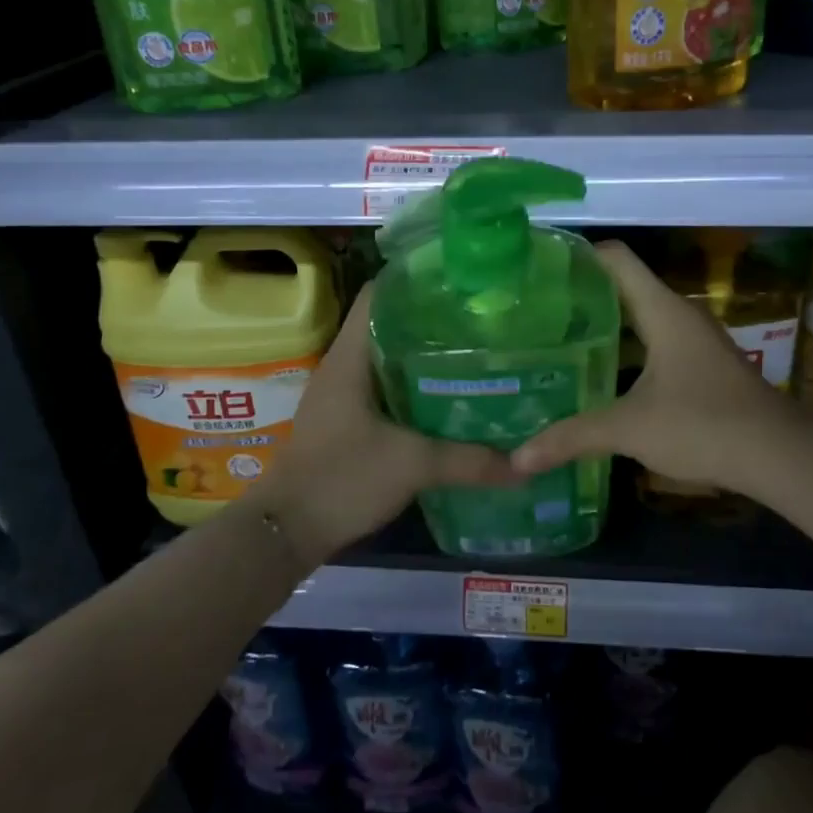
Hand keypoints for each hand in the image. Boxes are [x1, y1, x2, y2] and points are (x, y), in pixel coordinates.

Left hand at [262, 286, 519, 567]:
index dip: (417, 278)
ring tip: (476, 352)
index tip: (462, 281)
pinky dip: (417, 387)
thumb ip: (471, 461)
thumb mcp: (412, 465)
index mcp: (351, 356)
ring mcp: (344, 395)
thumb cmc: (341, 480)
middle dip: (435, 318)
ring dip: (427, 355)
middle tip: (484, 319)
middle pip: (391, 323)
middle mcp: (345, 366)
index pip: (380, 293)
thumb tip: (527, 464)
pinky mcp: (348, 421)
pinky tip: (451, 398)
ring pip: (390, 358)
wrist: (284, 533)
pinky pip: (387, 389)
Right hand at [509, 241, 806, 495]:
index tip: (538, 271)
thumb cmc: (703, 424)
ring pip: (639, 321)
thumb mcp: (630, 429)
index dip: (577, 256)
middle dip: (580, 299)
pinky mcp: (701, 368)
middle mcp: (679, 316)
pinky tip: (598, 380)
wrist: (779, 455)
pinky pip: (653, 346)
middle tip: (534, 314)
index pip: (615, 258)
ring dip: (602, 330)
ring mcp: (693, 342)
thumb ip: (572, 437)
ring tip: (556, 344)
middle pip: (622, 288)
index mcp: (662, 310)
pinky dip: (624, 355)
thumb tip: (519, 459)